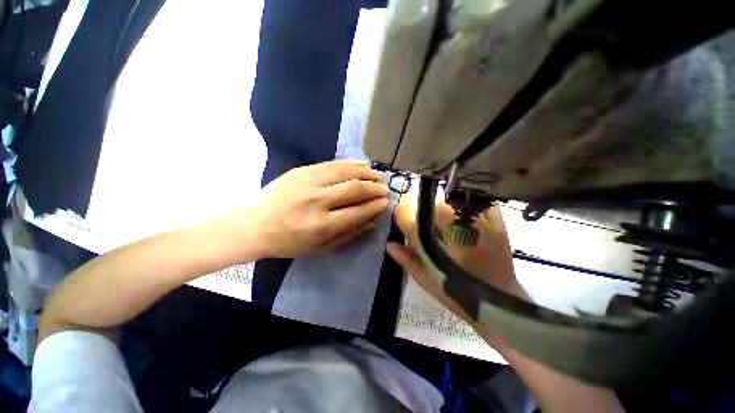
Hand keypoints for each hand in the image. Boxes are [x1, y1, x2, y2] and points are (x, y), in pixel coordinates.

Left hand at [252, 160, 388, 257]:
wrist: (255, 224)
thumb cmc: (288, 242)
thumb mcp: (320, 248)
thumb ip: (348, 234)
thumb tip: (372, 221)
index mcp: (322, 225)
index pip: (358, 211)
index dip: (376, 206)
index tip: (386, 202)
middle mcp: (317, 201)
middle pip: (354, 188)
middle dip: (374, 188)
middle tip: (385, 188)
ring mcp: (308, 182)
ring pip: (345, 172)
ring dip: (366, 172)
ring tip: (378, 174)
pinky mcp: (302, 170)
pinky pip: (331, 163)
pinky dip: (350, 163)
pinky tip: (361, 164)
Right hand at [386, 189, 523, 325]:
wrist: (499, 302)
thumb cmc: (459, 295)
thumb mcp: (428, 281)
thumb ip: (407, 260)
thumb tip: (390, 243)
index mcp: (439, 250)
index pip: (411, 220)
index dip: (401, 215)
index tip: (401, 218)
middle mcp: (458, 232)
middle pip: (431, 205)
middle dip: (420, 209)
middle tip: (421, 220)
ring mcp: (481, 225)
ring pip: (451, 200)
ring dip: (440, 205)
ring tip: (441, 219)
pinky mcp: (497, 222)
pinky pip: (476, 201)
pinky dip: (465, 202)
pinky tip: (461, 212)